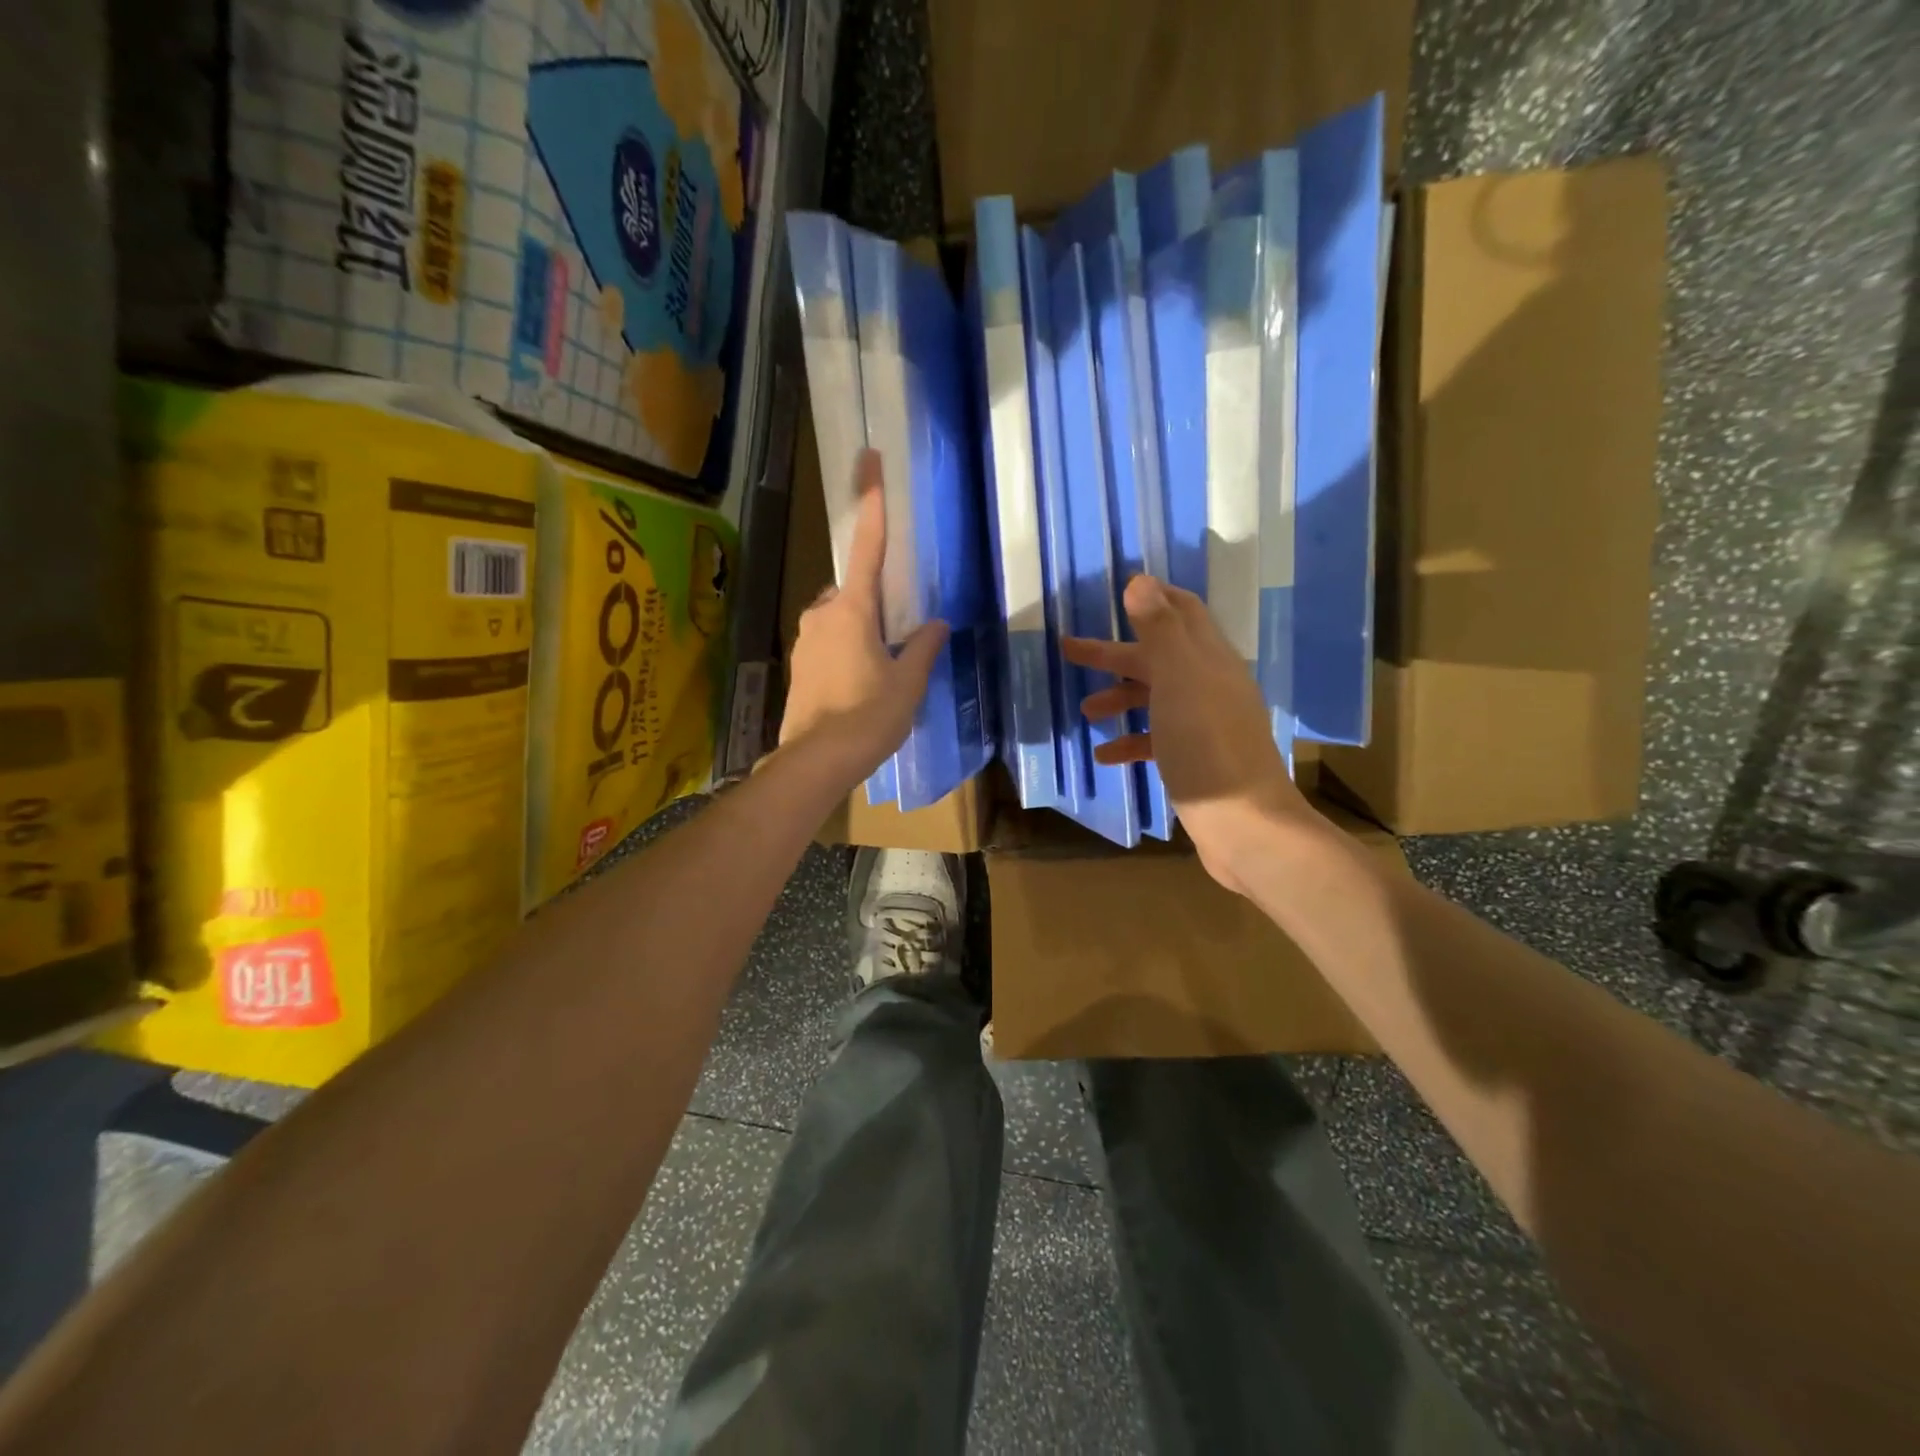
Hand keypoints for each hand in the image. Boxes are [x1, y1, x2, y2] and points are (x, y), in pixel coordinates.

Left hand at [780, 449, 947, 789]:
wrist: (816, 761)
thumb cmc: (868, 717)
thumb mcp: (908, 683)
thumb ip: (923, 648)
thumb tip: (937, 625)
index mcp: (852, 610)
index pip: (867, 545)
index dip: (871, 501)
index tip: (869, 458)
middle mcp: (822, 615)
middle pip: (853, 590)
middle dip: (874, 604)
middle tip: (896, 640)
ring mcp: (805, 640)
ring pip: (839, 619)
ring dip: (860, 632)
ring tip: (880, 673)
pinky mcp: (798, 665)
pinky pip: (827, 643)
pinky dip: (845, 653)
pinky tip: (859, 686)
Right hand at [1064, 575, 1322, 895]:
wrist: (1245, 826)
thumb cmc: (1206, 746)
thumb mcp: (1179, 680)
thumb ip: (1160, 631)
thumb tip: (1141, 581)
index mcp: (1210, 660)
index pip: (1183, 612)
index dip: (1152, 598)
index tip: (1115, 593)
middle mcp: (1211, 686)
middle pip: (1159, 657)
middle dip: (1115, 653)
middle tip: (1070, 651)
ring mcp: (1206, 725)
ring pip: (1156, 698)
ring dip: (1120, 698)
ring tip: (1086, 711)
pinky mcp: (1198, 760)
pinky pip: (1157, 739)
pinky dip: (1130, 741)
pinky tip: (1104, 755)